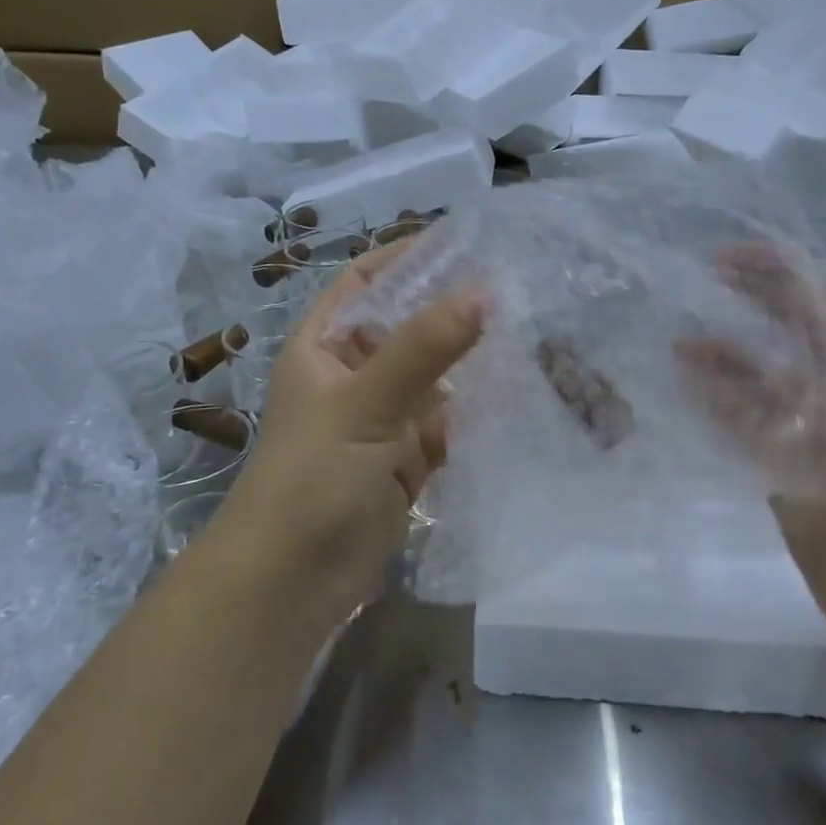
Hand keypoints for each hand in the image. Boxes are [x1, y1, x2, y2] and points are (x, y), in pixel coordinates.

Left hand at [214, 240, 486, 629]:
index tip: (468, 239)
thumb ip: (423, 347)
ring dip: (473, 357)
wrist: (292, 585)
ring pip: (434, 374)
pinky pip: (448, 421)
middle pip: (408, 325)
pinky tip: (521, 390)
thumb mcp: (365, 404)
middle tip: (518, 282)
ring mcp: (383, 419)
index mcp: (324, 346)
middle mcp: (353, 374)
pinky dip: (478, 408)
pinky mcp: (407, 459)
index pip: (368, 279)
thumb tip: (483, 290)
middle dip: (454, 306)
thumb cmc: (313, 479)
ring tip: (533, 327)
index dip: (409, 255)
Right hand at [680, 246, 825, 652]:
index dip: (789, 271)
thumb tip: (807, 278)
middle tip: (704, 280)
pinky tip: (687, 382)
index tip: (738, 257)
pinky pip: (744, 421)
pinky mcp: (782, 464)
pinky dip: (716, 399)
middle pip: (794, 329)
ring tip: (682, 342)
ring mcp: (812, 427)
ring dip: (726, 354)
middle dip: (754, 301)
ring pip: (762, 375)